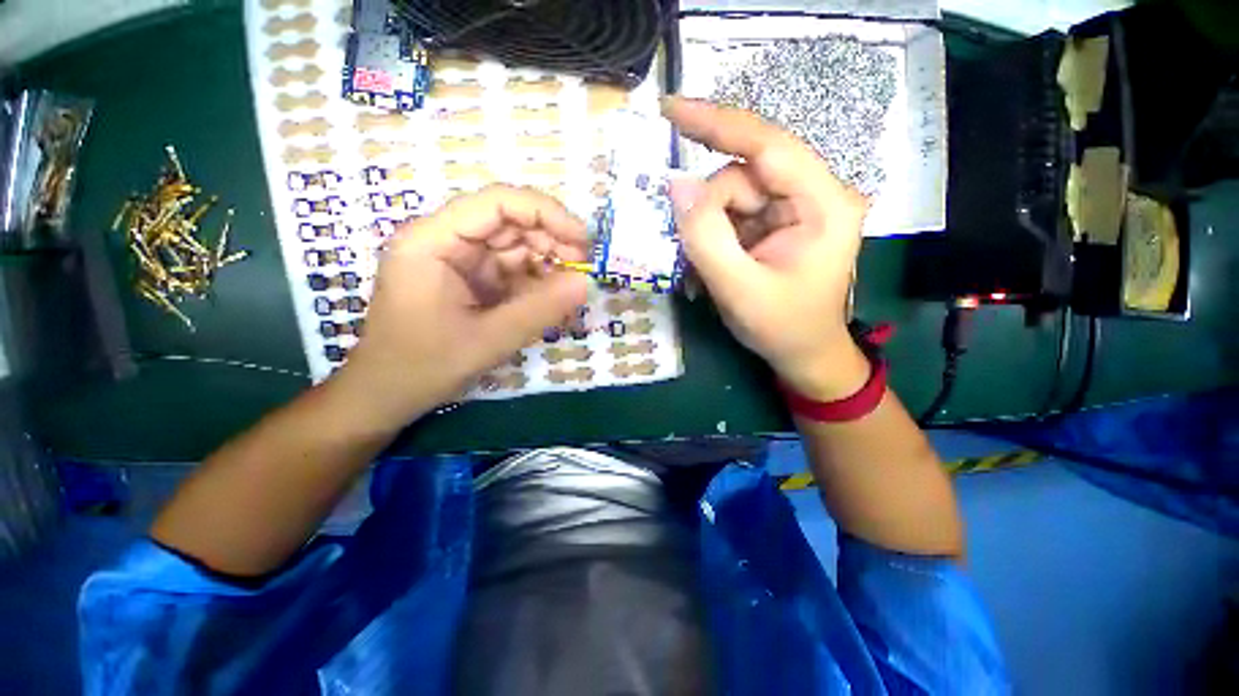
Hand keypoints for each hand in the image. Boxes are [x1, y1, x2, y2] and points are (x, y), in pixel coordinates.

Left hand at [335, 185, 587, 426]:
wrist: (388, 394)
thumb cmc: (424, 366)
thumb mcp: (488, 340)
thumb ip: (540, 309)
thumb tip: (586, 283)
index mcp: (434, 242)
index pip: (496, 203)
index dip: (545, 212)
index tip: (582, 239)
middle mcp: (446, 241)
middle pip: (509, 222)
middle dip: (551, 240)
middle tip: (583, 269)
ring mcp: (460, 261)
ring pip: (515, 247)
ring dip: (548, 263)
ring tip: (572, 288)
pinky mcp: (472, 280)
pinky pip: (512, 271)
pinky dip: (537, 283)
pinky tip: (554, 300)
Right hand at [664, 96, 870, 400]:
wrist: (803, 353)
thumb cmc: (781, 328)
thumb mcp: (738, 289)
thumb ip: (705, 238)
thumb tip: (676, 186)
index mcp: (823, 204)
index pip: (768, 146)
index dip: (717, 123)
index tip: (670, 109)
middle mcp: (813, 195)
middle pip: (743, 177)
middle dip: (709, 212)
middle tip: (690, 250)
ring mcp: (793, 209)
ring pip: (732, 196)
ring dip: (708, 228)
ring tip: (704, 269)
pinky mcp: (776, 223)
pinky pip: (733, 214)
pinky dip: (713, 234)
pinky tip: (710, 263)